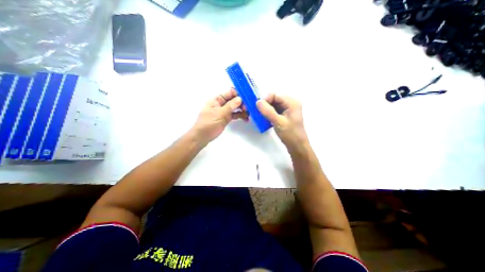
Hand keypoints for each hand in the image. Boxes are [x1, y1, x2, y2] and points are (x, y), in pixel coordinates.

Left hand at [191, 88, 247, 145]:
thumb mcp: (219, 114)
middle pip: (234, 100)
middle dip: (242, 103)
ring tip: (249, 114)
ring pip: (235, 108)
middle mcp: (221, 104)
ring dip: (242, 110)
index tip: (247, 97)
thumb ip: (230, 106)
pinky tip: (246, 119)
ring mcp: (224, 111)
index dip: (238, 94)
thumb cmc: (208, 124)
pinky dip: (240, 116)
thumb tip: (240, 99)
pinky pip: (235, 115)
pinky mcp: (227, 118)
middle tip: (248, 108)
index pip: (229, 93)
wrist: (202, 137)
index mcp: (217, 99)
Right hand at [255, 95, 308, 150]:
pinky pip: (275, 111)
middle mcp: (290, 103)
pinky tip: (265, 119)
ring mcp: (288, 110)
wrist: (297, 146)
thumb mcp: (278, 122)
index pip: (275, 95)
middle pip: (274, 99)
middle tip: (258, 112)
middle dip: (265, 105)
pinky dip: (269, 114)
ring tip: (260, 116)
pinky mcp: (285, 116)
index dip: (265, 99)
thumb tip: (257, 101)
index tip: (258, 107)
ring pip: (274, 105)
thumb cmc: (290, 134)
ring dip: (266, 110)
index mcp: (292, 102)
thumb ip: (268, 111)